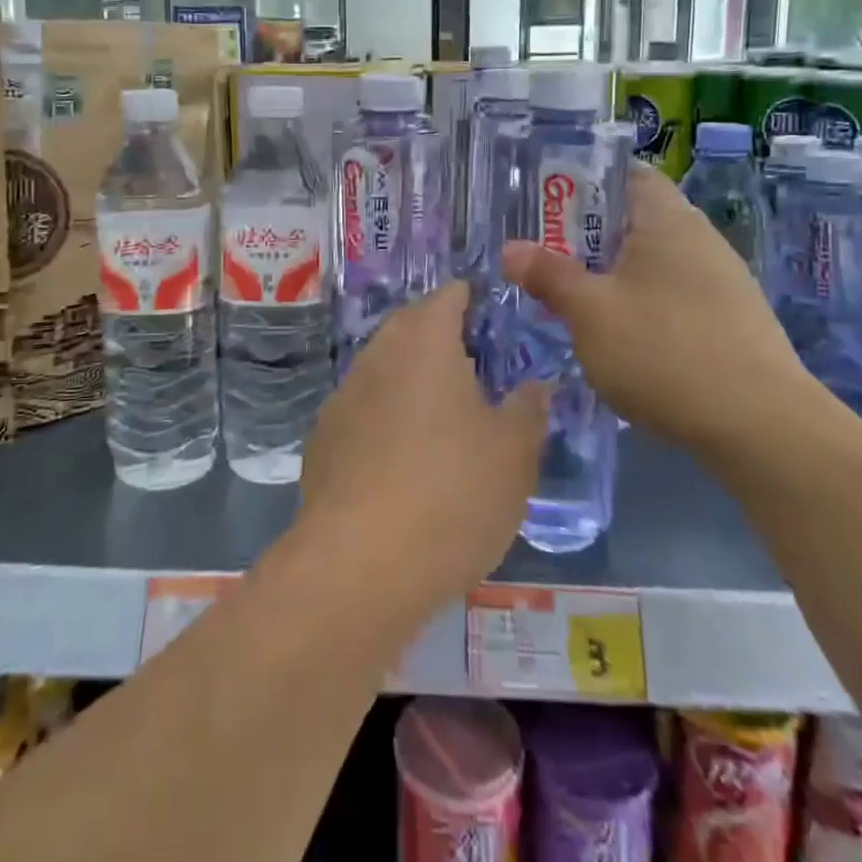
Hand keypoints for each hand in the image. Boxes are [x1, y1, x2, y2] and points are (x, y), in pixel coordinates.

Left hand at [297, 282, 547, 617]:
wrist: (360, 564)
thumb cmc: (452, 493)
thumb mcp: (514, 454)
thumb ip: (529, 410)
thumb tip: (538, 385)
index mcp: (424, 342)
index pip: (448, 296)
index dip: (472, 299)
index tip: (493, 317)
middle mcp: (377, 356)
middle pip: (409, 327)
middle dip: (440, 336)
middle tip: (476, 365)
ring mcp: (343, 397)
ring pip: (383, 369)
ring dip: (411, 378)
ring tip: (443, 413)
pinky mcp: (323, 439)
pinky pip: (362, 410)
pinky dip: (385, 417)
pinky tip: (402, 458)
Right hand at [501, 163, 828, 457]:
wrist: (761, 427)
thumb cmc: (664, 351)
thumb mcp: (589, 312)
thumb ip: (548, 275)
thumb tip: (511, 249)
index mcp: (666, 220)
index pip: (626, 173)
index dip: (584, 179)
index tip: (546, 201)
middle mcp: (700, 239)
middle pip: (635, 218)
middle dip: (588, 234)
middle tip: (545, 254)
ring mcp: (722, 281)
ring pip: (653, 262)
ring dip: (613, 274)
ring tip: (574, 299)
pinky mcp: (732, 322)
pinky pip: (674, 296)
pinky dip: (642, 304)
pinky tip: (623, 339)